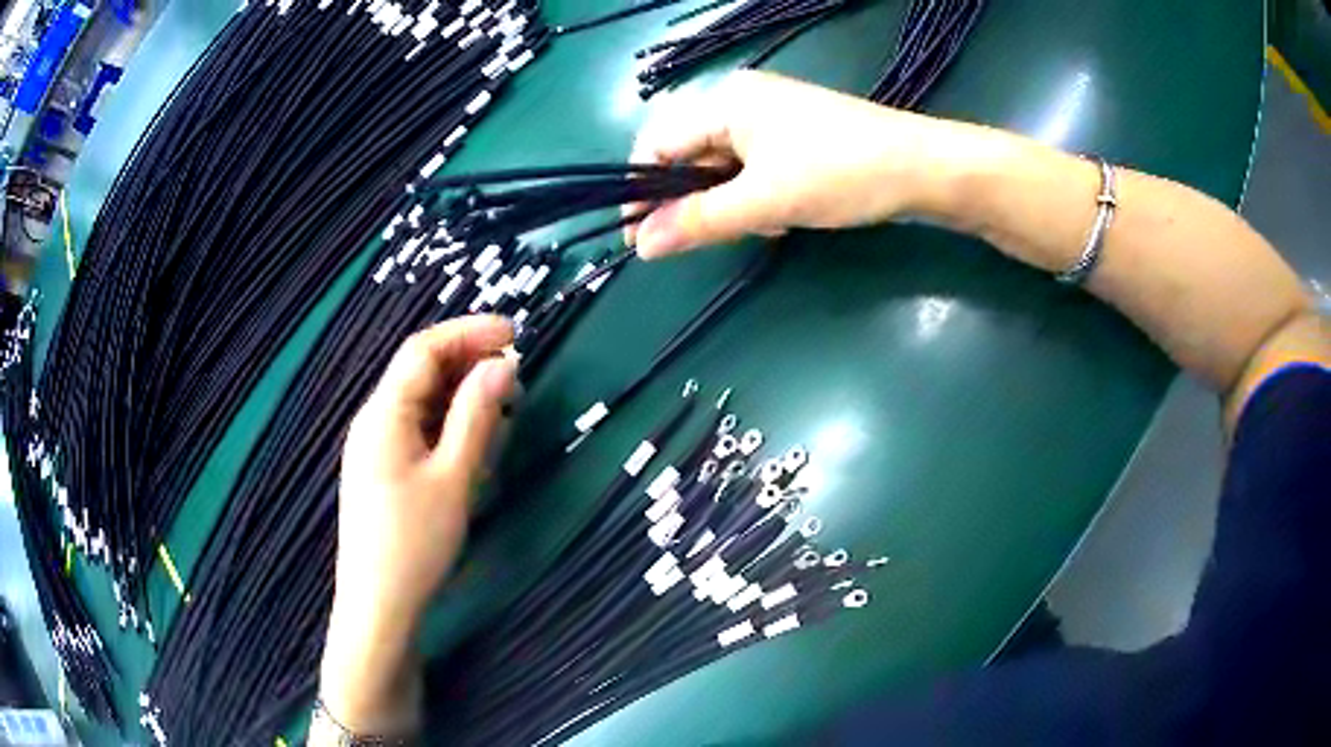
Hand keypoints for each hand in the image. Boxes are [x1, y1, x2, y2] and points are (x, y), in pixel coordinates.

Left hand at [319, 315, 515, 735]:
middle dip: (466, 360)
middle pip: (419, 371)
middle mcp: (374, 419)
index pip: (424, 349)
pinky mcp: (382, 469)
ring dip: (459, 392)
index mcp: (384, 413)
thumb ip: (476, 416)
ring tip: (501, 402)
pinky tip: (472, 437)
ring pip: (419, 400)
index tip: (515, 334)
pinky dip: (447, 420)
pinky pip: (415, 427)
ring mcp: (374, 445)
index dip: (469, 333)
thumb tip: (502, 365)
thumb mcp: (453, 477)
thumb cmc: (415, 541)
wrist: (379, 603)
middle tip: (515, 370)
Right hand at [628, 70, 957, 257]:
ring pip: (721, 166)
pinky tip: (778, 219)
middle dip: (690, 201)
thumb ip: (698, 222)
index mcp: (724, 102)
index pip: (656, 143)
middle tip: (699, 240)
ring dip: (726, 204)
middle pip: (688, 154)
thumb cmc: (840, 174)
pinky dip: (754, 197)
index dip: (639, 191)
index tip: (636, 238)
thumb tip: (642, 246)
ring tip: (758, 229)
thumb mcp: (764, 202)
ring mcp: (769, 117)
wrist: (921, 169)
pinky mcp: (793, 136)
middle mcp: (740, 101)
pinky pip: (752, 168)